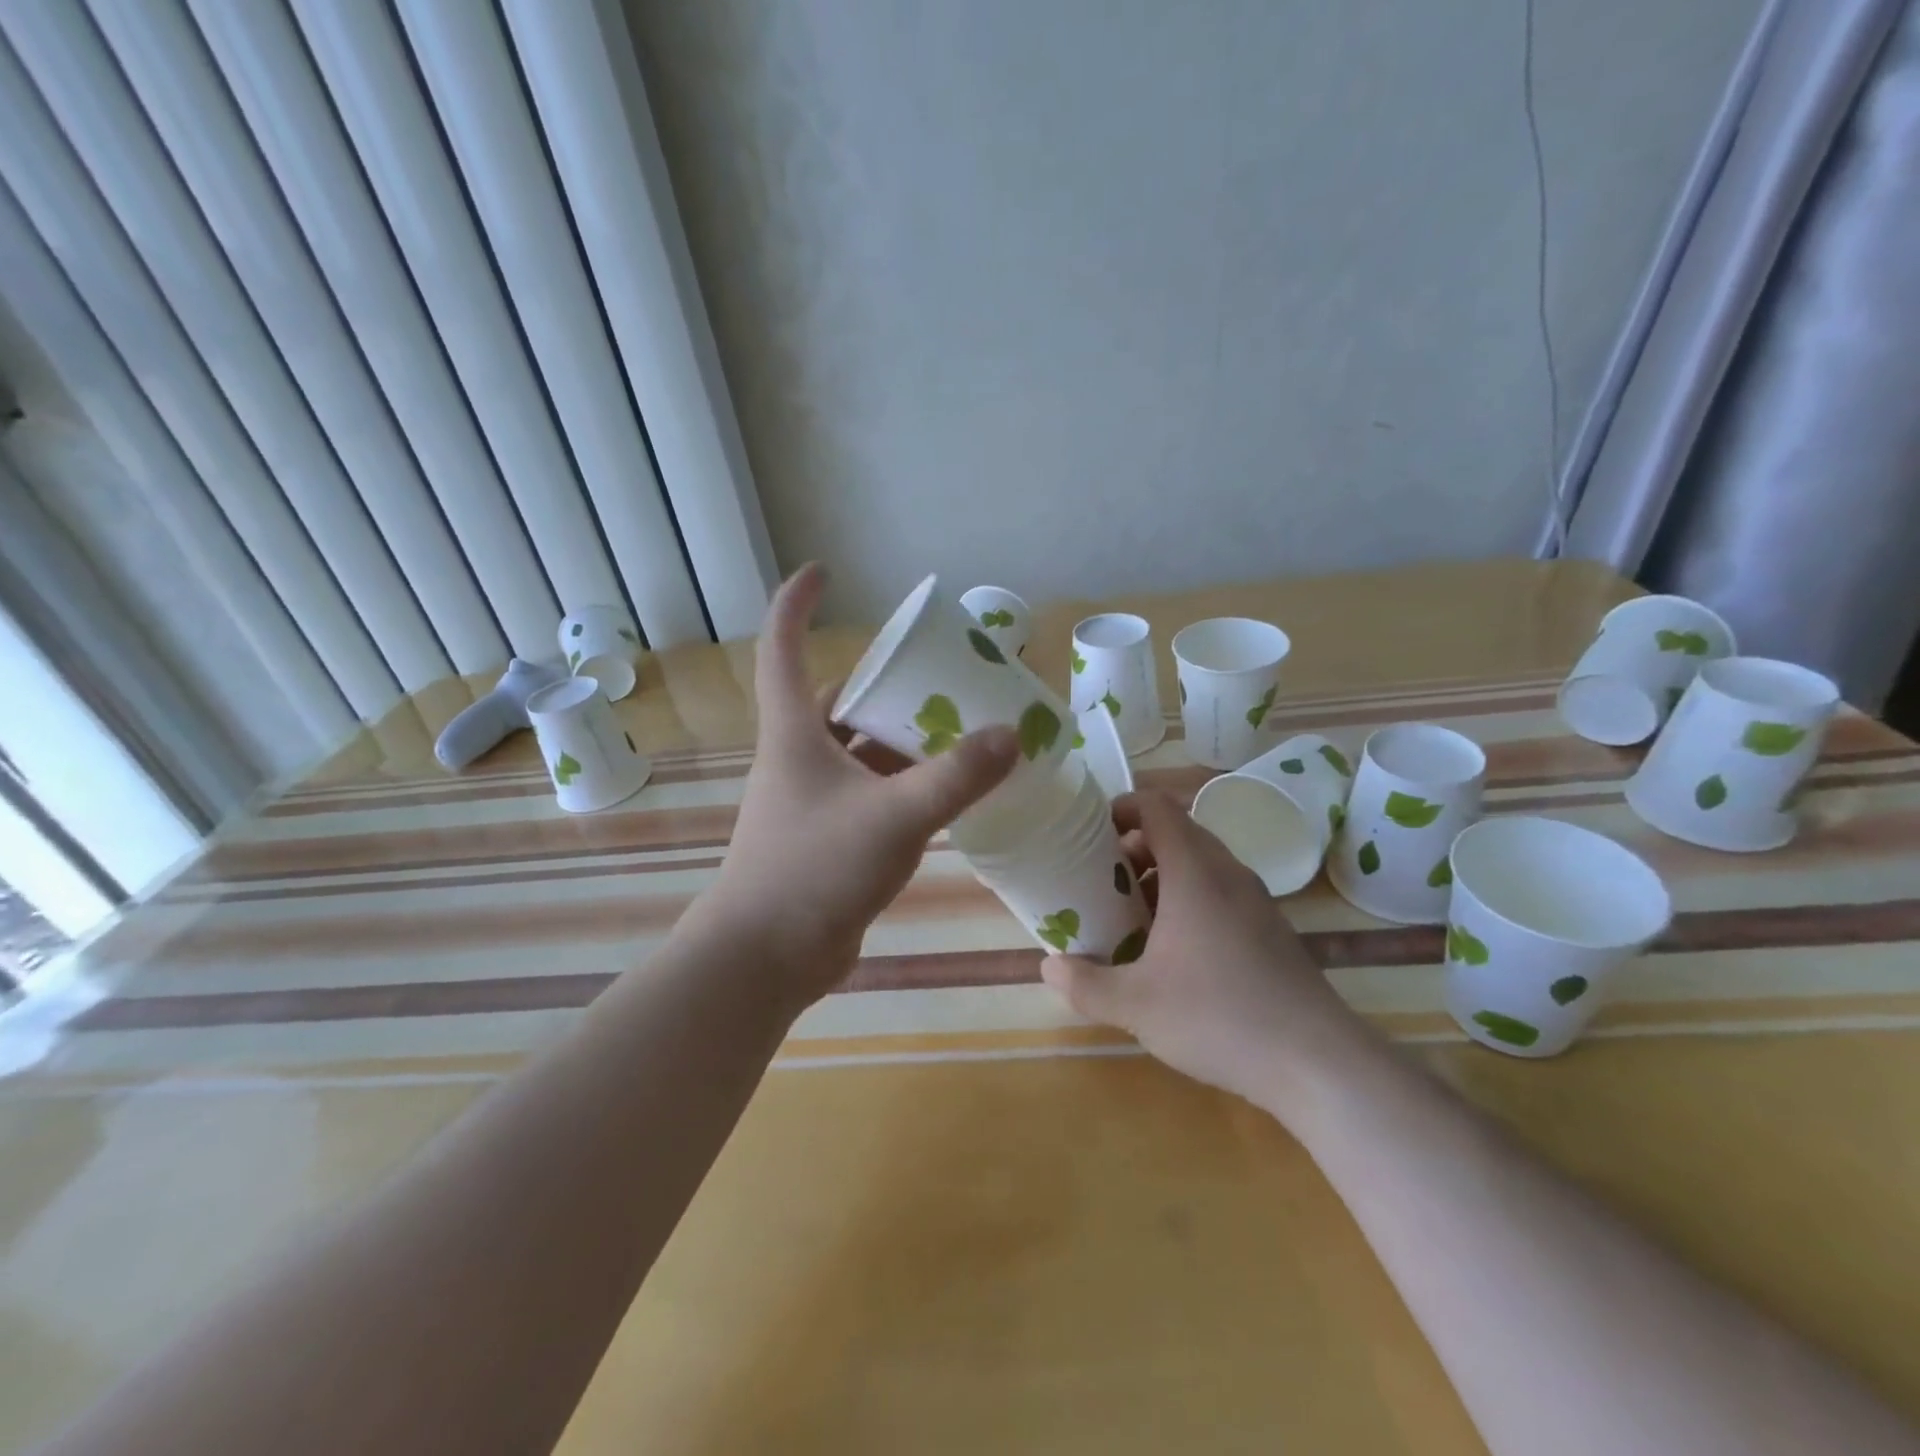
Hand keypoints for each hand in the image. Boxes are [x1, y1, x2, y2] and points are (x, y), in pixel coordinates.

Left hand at [704, 565, 1019, 1009]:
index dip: (797, 602)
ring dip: (900, 739)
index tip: (825, 572)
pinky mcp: (828, 838)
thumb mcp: (895, 817)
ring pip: (859, 751)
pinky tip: (946, 792)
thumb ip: (956, 777)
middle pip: (837, 700)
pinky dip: (903, 784)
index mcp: (794, 732)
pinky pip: (870, 793)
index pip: (783, 646)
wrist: (765, 959)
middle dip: (884, 683)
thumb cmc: (814, 871)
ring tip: (958, 728)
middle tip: (938, 674)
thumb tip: (1013, 735)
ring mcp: (811, 800)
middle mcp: (797, 757)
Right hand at [1041, 791, 1375, 1115]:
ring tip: (1130, 916)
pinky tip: (1173, 951)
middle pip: (1177, 832)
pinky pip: (1220, 892)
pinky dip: (1188, 900)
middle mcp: (1227, 873)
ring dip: (1161, 875)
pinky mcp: (1270, 929)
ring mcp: (1255, 901)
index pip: (1157, 807)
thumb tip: (1048, 966)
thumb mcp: (1135, 1005)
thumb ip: (1084, 984)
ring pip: (1200, 864)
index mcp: (1195, 872)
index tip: (1089, 834)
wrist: (1317, 1062)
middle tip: (1101, 880)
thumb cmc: (1218, 1016)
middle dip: (1133, 847)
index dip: (1121, 807)